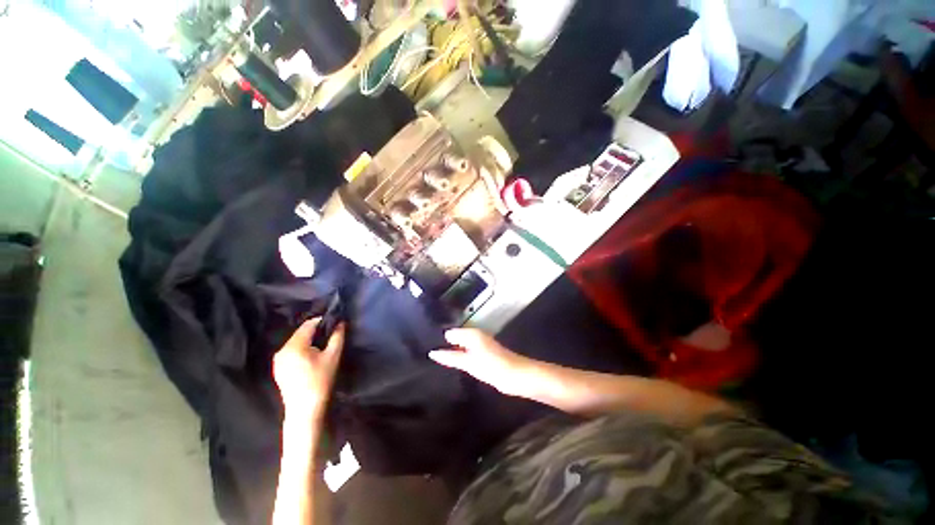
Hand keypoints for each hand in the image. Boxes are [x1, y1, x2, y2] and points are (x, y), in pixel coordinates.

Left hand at [273, 318, 345, 420]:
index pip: (309, 324)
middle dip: (316, 331)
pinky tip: (311, 358)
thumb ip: (337, 336)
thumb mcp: (333, 356)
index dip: (323, 321)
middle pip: (301, 332)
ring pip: (296, 341)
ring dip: (309, 340)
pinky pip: (291, 350)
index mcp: (294, 346)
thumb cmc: (321, 381)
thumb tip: (340, 322)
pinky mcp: (278, 367)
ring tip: (323, 347)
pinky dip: (302, 349)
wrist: (305, 409)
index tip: (335, 324)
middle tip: (331, 336)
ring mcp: (278, 359)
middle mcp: (282, 350)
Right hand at [428, 329, 535, 396]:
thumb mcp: (468, 362)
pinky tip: (453, 366)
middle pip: (455, 339)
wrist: (516, 376)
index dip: (438, 339)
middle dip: (444, 346)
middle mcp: (475, 336)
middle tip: (427, 357)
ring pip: (461, 347)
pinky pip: (467, 353)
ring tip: (436, 362)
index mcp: (471, 333)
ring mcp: (480, 345)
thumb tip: (432, 352)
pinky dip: (460, 358)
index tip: (424, 346)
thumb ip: (450, 357)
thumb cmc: (492, 366)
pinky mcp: (484, 355)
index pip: (450, 332)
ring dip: (452, 352)